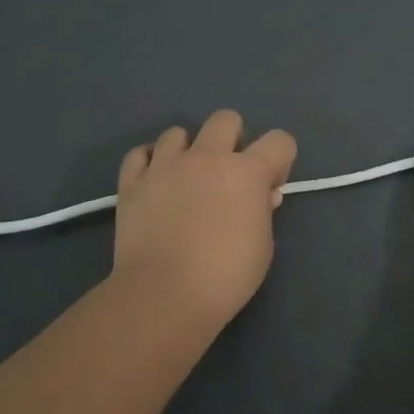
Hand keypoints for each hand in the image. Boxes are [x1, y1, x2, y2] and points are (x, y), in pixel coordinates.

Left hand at [112, 110, 297, 326]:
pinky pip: (139, 155)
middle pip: (225, 119)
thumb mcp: (263, 246)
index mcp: (247, 172)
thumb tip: (262, 196)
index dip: (280, 160)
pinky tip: (154, 182)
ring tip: (186, 179)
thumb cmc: (226, 276)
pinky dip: (149, 163)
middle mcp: (207, 157)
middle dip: (233, 139)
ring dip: (187, 150)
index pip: (279, 141)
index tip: (270, 186)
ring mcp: (166, 166)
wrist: (164, 294)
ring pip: (178, 133)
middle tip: (228, 174)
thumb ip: (263, 211)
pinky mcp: (133, 182)